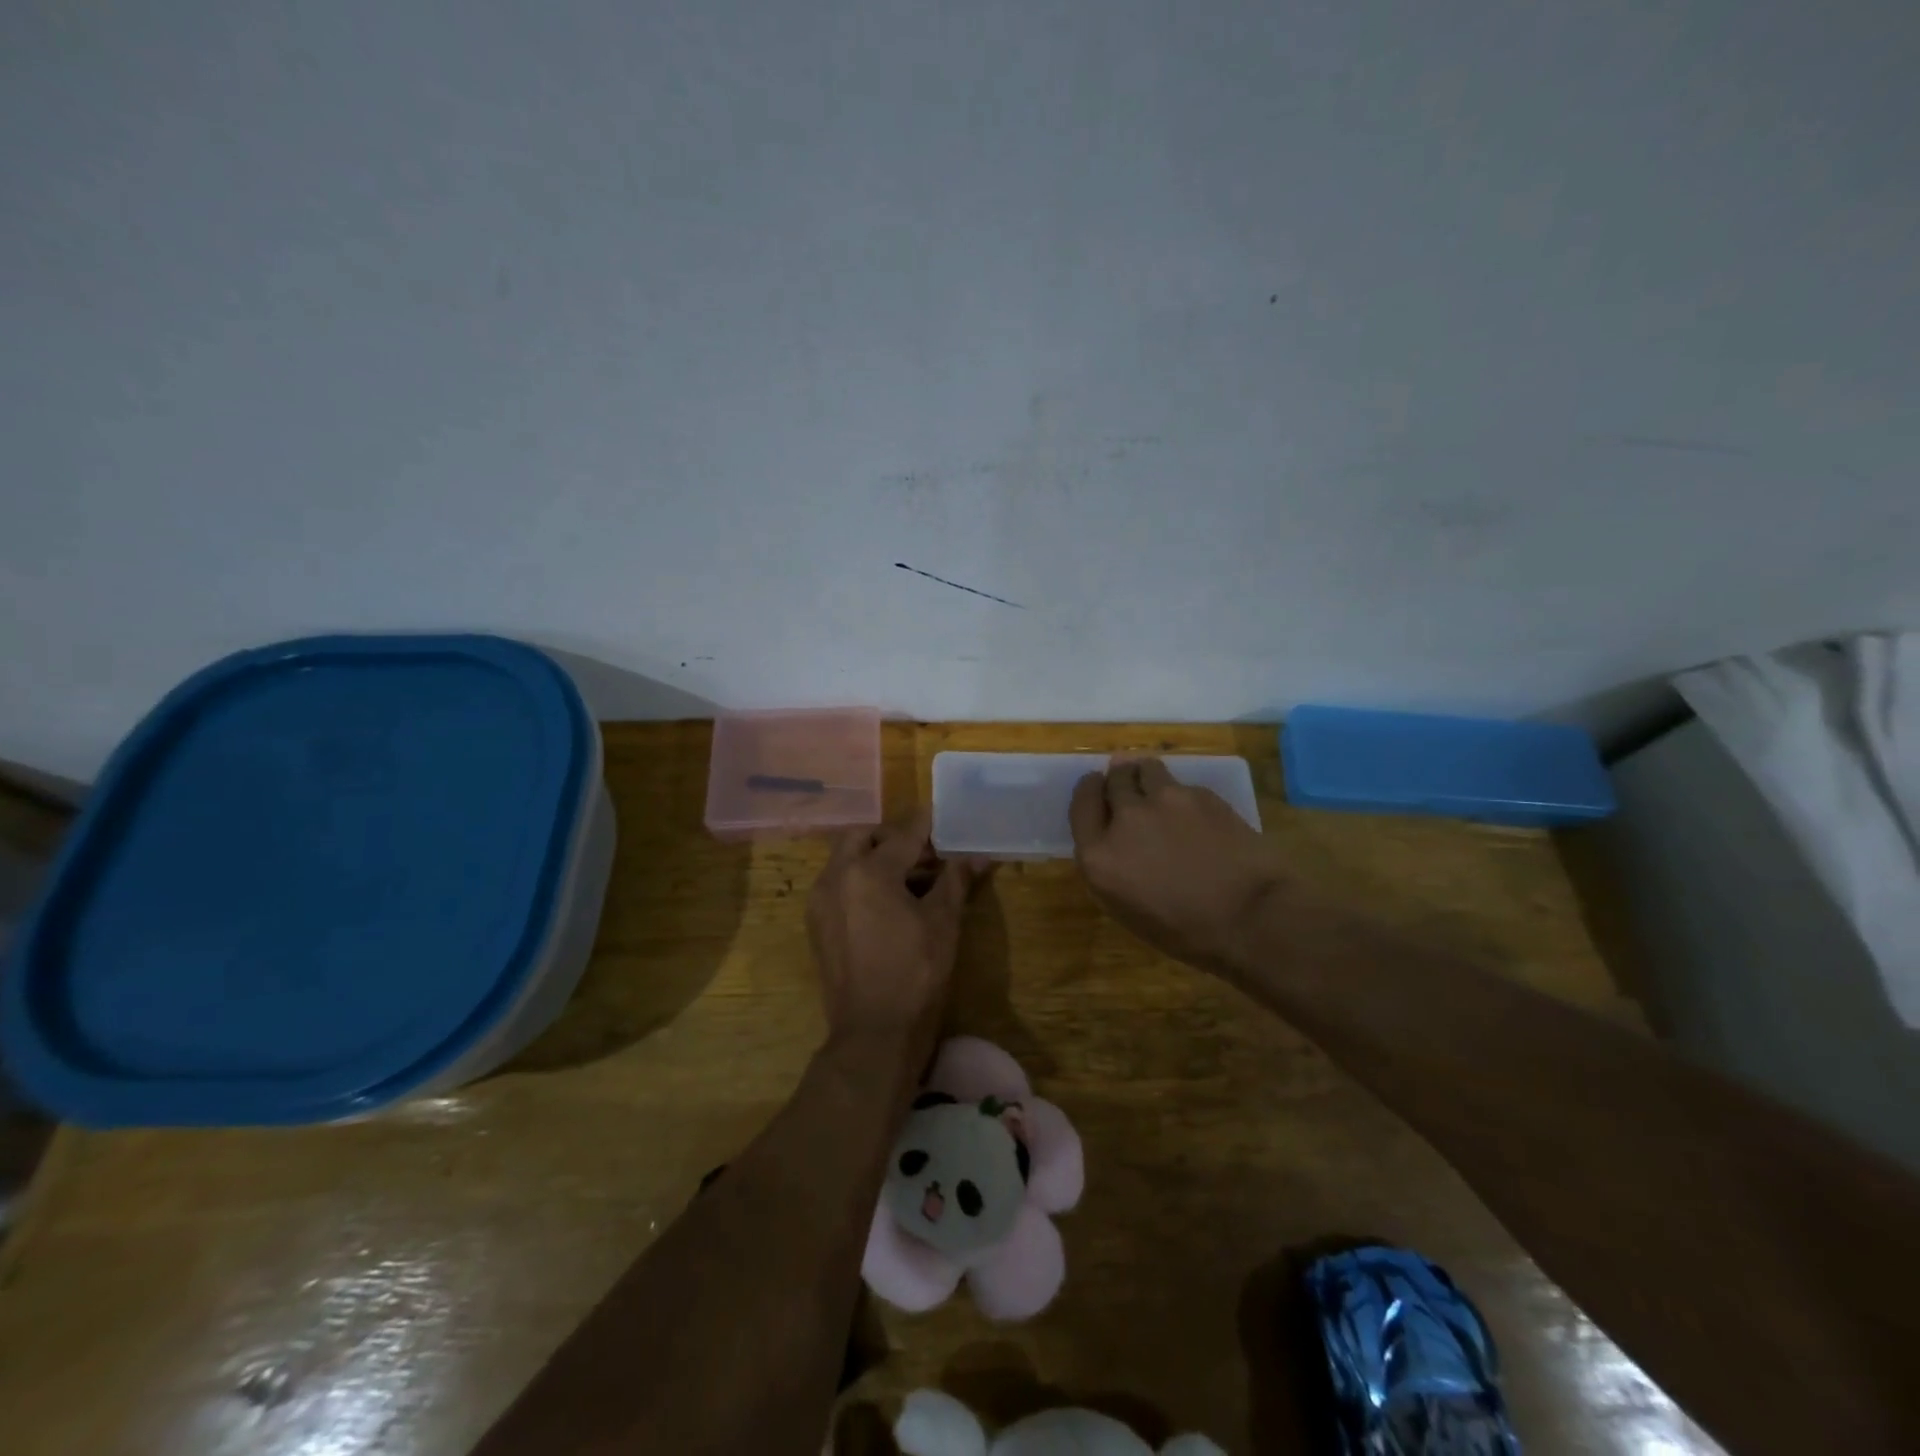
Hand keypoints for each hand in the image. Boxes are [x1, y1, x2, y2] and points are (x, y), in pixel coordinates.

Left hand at [807, 810, 985, 1050]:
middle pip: (862, 837)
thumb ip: (955, 881)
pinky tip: (885, 902)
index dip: (925, 824)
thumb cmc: (915, 972)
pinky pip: (837, 885)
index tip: (940, 815)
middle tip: (921, 851)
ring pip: (845, 859)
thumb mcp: (943, 922)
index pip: (903, 835)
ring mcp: (821, 901)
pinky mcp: (816, 924)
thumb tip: (977, 857)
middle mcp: (836, 877)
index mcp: (869, 871)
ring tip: (908, 878)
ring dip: (873, 857)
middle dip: (891, 837)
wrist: (873, 1031)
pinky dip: (859, 880)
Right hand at [1069, 757, 1284, 977]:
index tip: (1096, 787)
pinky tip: (1194, 814)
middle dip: (1118, 781)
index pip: (1082, 803)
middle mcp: (1126, 818)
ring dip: (1146, 776)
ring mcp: (1165, 801)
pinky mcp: (1200, 794)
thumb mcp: (1126, 908)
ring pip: (1145, 769)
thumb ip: (1109, 865)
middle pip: (1113, 779)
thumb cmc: (1185, 930)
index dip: (1089, 791)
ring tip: (1157, 790)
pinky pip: (1181, 784)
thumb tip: (1112, 837)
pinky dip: (1180, 794)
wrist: (1252, 918)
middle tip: (1127, 789)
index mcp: (1099, 854)